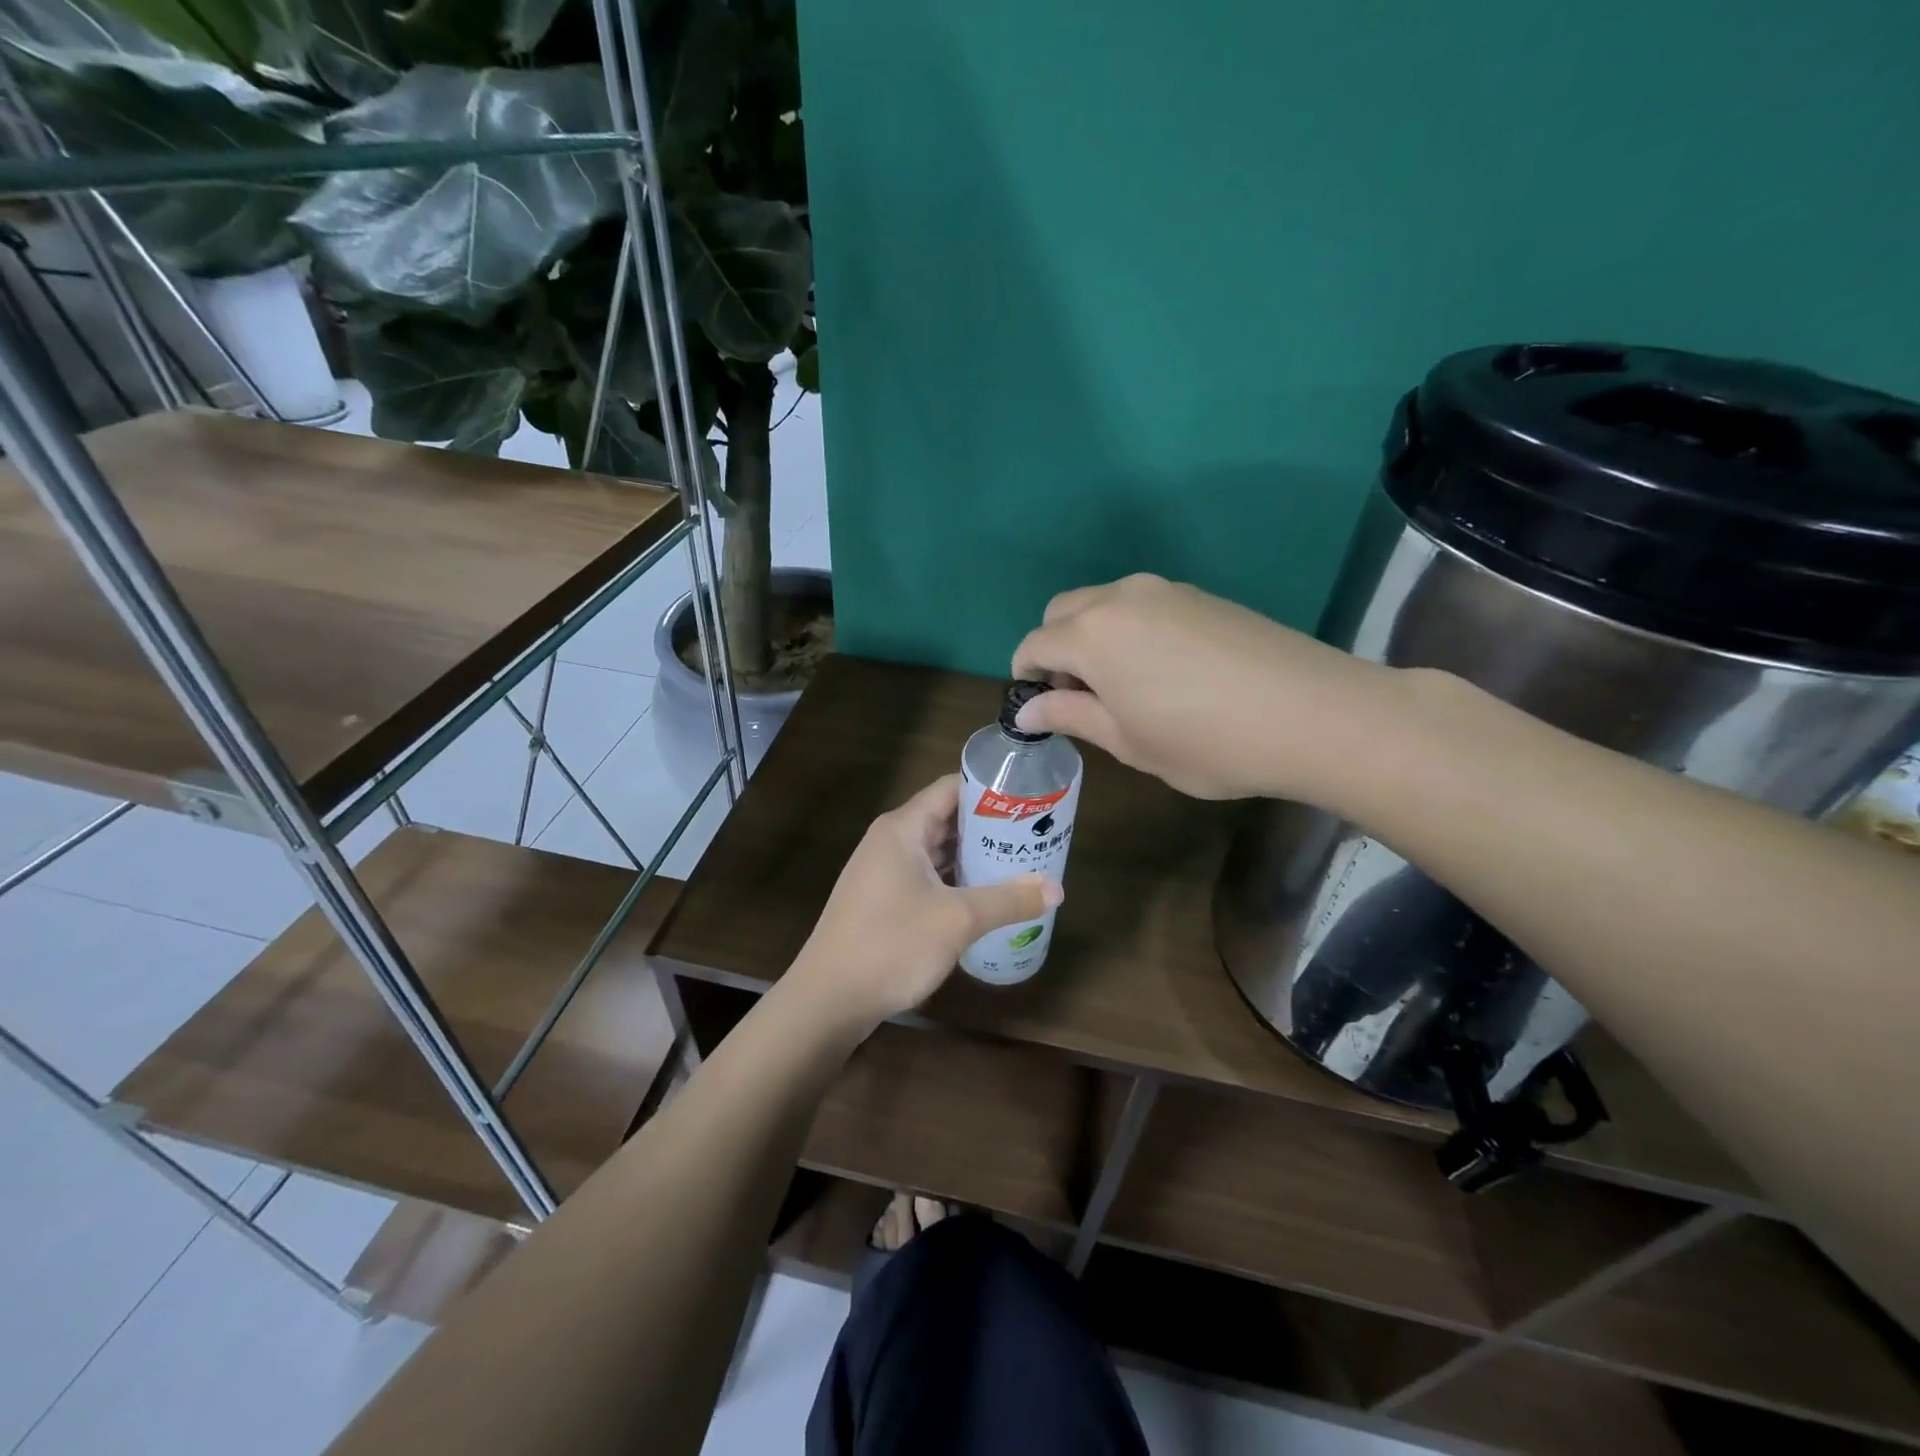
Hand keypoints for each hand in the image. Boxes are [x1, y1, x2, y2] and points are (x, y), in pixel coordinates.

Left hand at [791, 775, 1061, 1027]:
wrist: (828, 999)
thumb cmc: (891, 945)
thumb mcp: (958, 920)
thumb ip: (1009, 900)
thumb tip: (1057, 889)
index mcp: (903, 828)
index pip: (951, 788)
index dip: (990, 788)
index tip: (1029, 797)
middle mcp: (890, 841)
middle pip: (946, 818)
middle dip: (989, 825)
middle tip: (1034, 833)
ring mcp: (883, 872)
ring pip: (937, 851)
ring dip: (974, 855)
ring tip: (1019, 860)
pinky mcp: (883, 900)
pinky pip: (927, 877)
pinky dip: (955, 880)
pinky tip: (985, 895)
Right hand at [1011, 573, 1396, 802]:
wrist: (1313, 713)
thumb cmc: (1205, 741)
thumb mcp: (1127, 741)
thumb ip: (1070, 716)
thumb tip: (1027, 709)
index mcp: (1092, 634)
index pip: (1034, 645)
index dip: (1025, 677)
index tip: (1039, 709)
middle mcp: (1121, 598)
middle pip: (1063, 612)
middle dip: (1055, 649)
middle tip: (1079, 697)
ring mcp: (1166, 590)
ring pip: (1104, 604)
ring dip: (1093, 637)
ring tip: (1122, 686)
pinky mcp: (1201, 595)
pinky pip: (1143, 605)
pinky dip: (1130, 630)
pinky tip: (1164, 671)